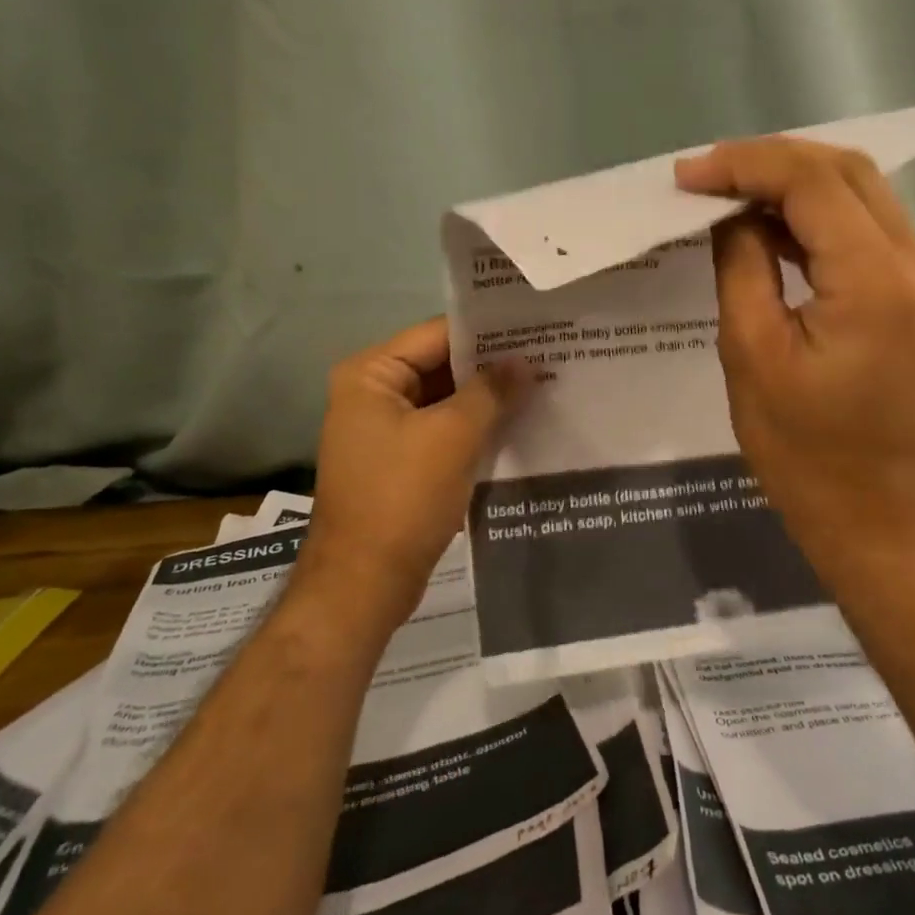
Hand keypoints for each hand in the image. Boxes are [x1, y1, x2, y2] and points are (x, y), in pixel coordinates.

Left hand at [294, 318, 526, 632]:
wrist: (364, 585)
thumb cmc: (403, 498)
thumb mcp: (454, 436)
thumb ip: (492, 391)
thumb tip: (524, 361)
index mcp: (371, 375)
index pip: (438, 334)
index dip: (488, 332)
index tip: (536, 328)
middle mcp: (373, 394)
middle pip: (442, 366)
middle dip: (493, 367)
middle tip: (549, 355)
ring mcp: (386, 430)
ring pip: (447, 401)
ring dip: (488, 399)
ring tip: (544, 385)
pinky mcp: (402, 462)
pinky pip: (444, 431)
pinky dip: (477, 429)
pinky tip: (520, 425)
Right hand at [674, 137, 914, 555]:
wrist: (872, 513)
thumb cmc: (801, 449)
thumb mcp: (751, 353)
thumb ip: (742, 265)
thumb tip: (732, 214)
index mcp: (875, 283)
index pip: (813, 183)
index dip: (746, 165)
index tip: (688, 175)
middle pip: (846, 170)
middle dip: (771, 160)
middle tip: (707, 176)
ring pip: (862, 192)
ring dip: (794, 182)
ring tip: (730, 194)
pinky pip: (867, 228)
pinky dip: (817, 215)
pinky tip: (771, 227)